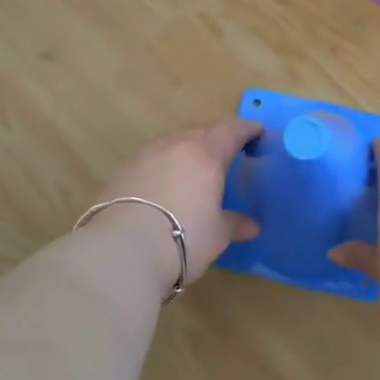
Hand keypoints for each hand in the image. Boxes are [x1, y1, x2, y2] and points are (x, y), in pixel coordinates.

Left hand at [91, 119, 262, 285]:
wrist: (123, 249)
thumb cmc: (184, 238)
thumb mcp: (217, 234)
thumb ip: (234, 223)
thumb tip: (252, 226)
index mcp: (206, 154)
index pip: (231, 131)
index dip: (247, 130)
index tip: (257, 132)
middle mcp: (176, 146)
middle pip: (201, 133)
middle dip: (216, 140)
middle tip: (226, 155)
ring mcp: (145, 155)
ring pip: (173, 144)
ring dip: (186, 152)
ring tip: (193, 171)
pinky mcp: (122, 170)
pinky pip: (151, 160)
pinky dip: (163, 167)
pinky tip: (163, 186)